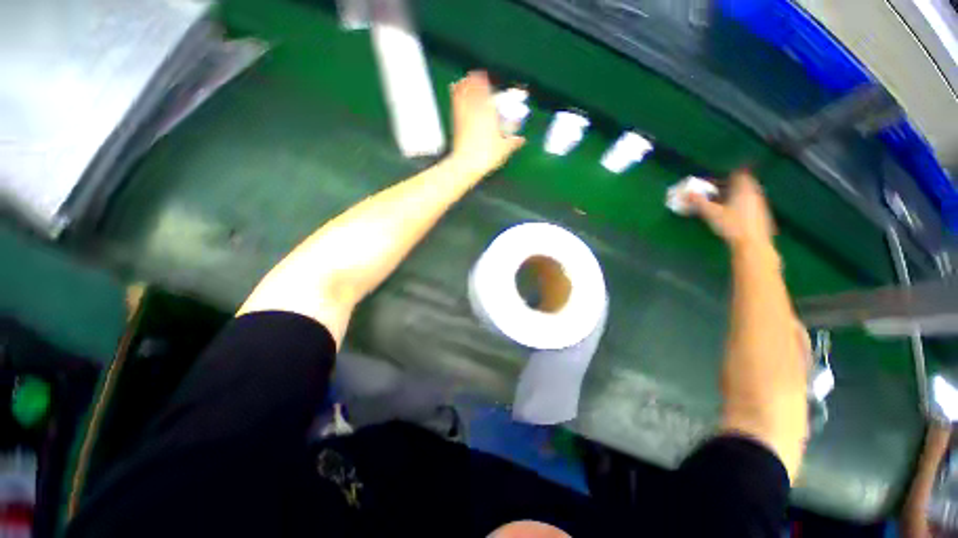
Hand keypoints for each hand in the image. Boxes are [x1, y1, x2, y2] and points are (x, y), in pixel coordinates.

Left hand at [448, 71, 524, 176]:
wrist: (466, 164)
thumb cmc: (486, 156)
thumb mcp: (503, 150)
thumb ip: (513, 142)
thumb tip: (521, 140)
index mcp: (490, 115)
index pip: (493, 96)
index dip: (495, 88)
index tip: (496, 81)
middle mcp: (477, 110)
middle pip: (478, 90)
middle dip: (480, 81)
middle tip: (481, 74)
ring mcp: (465, 114)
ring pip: (466, 93)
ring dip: (468, 83)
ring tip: (469, 75)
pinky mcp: (456, 121)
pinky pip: (456, 101)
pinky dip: (457, 92)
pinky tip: (455, 86)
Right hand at [689, 170, 775, 249]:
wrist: (753, 244)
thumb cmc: (731, 226)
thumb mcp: (712, 213)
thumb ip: (700, 202)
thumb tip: (688, 194)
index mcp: (744, 189)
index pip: (739, 175)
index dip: (728, 175)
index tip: (717, 180)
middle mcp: (755, 194)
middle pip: (744, 184)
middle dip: (731, 186)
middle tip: (717, 192)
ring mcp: (761, 205)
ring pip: (748, 194)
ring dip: (736, 196)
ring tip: (723, 204)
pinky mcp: (763, 215)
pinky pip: (751, 204)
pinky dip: (741, 205)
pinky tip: (733, 215)